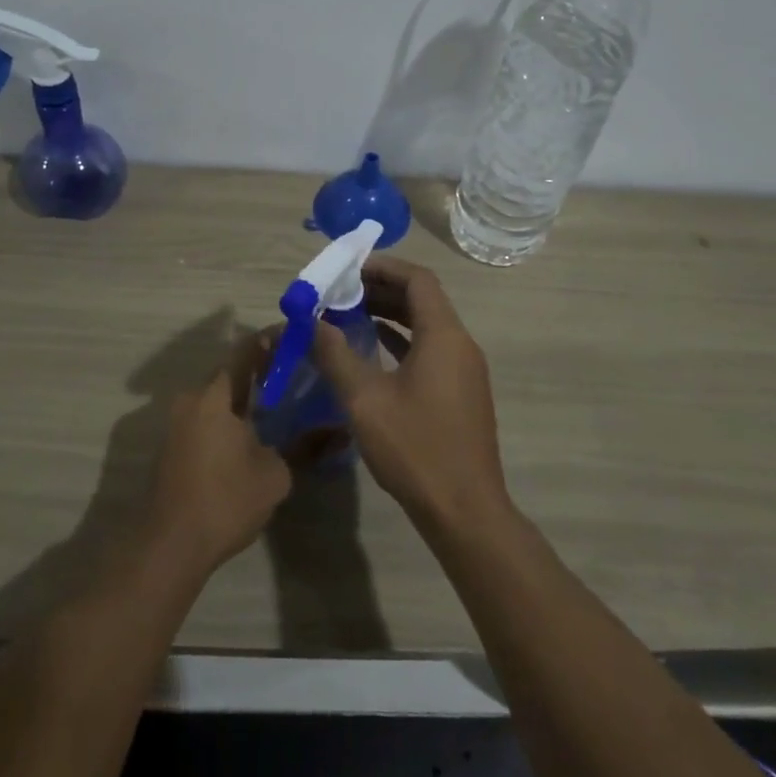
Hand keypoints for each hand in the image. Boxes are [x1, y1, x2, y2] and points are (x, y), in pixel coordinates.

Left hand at [149, 337, 292, 572]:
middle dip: (263, 368)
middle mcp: (191, 401)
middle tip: (297, 369)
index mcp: (214, 396)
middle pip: (230, 372)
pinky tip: (256, 429)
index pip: (245, 351)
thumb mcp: (275, 474)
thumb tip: (336, 430)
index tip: (299, 335)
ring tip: (283, 398)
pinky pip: (208, 417)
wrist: (170, 547)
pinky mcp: (174, 446)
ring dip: (246, 394)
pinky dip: (232, 414)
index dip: (272, 340)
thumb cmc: (225, 501)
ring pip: (218, 397)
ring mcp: (177, 424)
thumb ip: (305, 445)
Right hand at [310, 255, 509, 534]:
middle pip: (423, 299)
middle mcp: (460, 344)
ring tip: (349, 313)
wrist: (464, 510)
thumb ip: (336, 356)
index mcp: (444, 335)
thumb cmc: (415, 448)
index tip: (348, 267)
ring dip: (391, 315)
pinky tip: (372, 348)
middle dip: (381, 289)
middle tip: (341, 290)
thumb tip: (311, 323)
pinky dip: (401, 341)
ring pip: (426, 325)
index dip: (383, 267)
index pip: (418, 279)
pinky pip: (430, 350)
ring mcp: (464, 370)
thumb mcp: (365, 400)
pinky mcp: (461, 392)